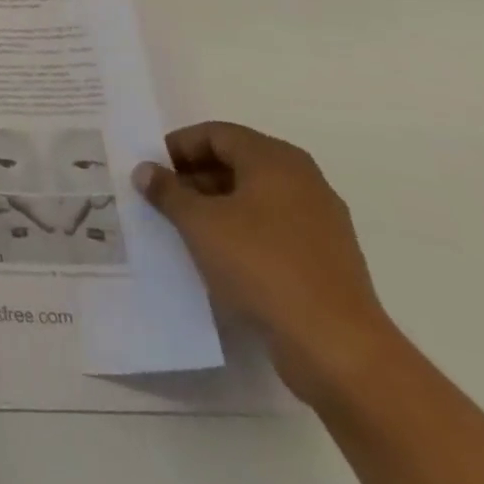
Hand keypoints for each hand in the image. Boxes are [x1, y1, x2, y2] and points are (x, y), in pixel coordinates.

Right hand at [133, 121, 392, 405]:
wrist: (338, 349)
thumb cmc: (261, 266)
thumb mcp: (198, 223)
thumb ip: (167, 191)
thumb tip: (145, 170)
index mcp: (275, 159)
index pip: (215, 134)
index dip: (179, 147)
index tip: (153, 170)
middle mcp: (303, 180)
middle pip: (237, 163)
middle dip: (196, 177)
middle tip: (163, 199)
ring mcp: (321, 222)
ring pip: (256, 198)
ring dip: (218, 207)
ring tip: (185, 229)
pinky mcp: (328, 260)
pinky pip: (275, 230)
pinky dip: (244, 233)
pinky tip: (220, 258)